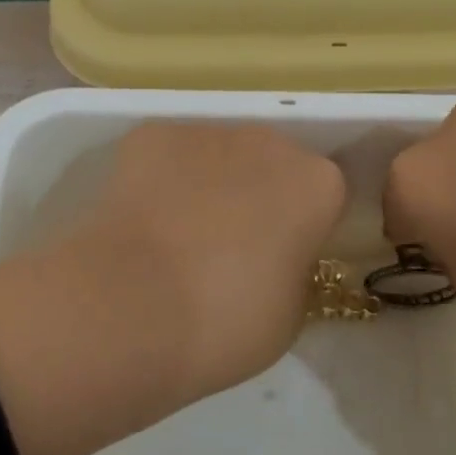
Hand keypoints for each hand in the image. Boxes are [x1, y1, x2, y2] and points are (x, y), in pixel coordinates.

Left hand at [0, 122, 344, 454]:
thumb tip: (273, 258)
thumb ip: (294, 272)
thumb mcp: (290, 314)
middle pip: (272, 165)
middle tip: (230, 249)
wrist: (132, 308)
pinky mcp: (151, 135)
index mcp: (317, 185)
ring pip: (219, 155)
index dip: (303, 229)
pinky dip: (161, 179)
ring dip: (210, 184)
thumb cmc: (227, 322)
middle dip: (258, 196)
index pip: (324, 198)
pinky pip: (169, 156)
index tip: (281, 261)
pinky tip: (143, 222)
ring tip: (177, 237)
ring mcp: (207, 132)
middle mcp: (269, 143)